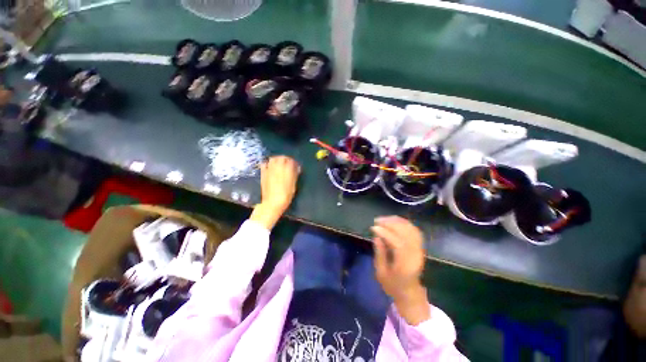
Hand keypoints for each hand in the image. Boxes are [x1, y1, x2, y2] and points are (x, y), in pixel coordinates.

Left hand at [251, 156, 300, 229]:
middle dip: (286, 159)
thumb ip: (295, 175)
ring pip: (273, 159)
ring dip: (277, 159)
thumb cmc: (286, 196)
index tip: (295, 165)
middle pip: (282, 157)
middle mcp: (278, 168)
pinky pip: (265, 164)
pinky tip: (270, 166)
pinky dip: (268, 163)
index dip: (294, 162)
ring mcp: (269, 170)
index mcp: (287, 170)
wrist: (272, 203)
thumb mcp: (293, 186)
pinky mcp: (263, 173)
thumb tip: (296, 168)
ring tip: (279, 163)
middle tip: (288, 162)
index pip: (291, 161)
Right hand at [372, 216, 429, 324]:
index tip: (373, 227)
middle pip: (406, 233)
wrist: (409, 292)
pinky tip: (395, 221)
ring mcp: (420, 250)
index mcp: (405, 265)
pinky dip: (405, 223)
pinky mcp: (420, 247)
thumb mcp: (381, 272)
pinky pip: (414, 230)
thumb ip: (379, 253)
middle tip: (377, 220)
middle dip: (391, 224)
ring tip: (384, 219)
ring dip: (397, 221)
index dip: (385, 233)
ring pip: (411, 229)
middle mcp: (415, 255)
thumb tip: (376, 236)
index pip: (397, 243)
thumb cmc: (392, 285)